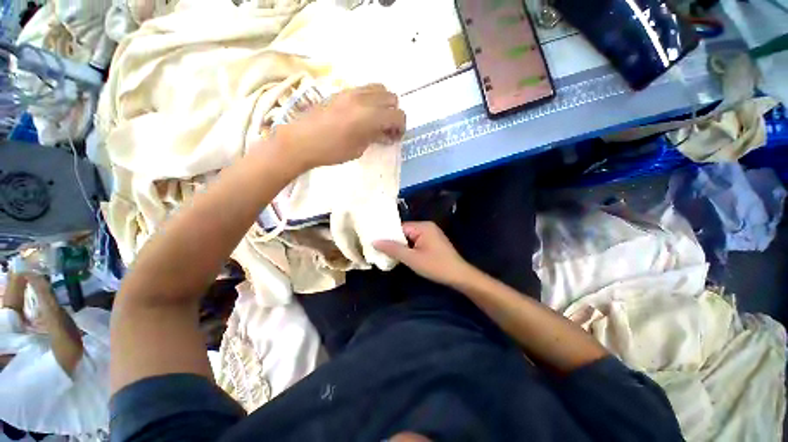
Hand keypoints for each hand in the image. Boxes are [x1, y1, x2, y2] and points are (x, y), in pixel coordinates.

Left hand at [274, 84, 405, 171]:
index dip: (401, 127)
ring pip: (379, 88)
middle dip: (394, 113)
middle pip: (391, 97)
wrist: (300, 140)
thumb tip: (385, 134)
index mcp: (369, 116)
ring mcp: (351, 92)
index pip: (397, 115)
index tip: (396, 137)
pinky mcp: (341, 91)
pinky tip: (363, 114)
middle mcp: (363, 98)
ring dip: (383, 103)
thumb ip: (374, 137)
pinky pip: (364, 89)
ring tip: (376, 119)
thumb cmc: (331, 150)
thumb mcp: (358, 149)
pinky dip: (371, 99)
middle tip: (387, 129)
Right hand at [373, 221, 471, 286]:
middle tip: (381, 251)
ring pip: (410, 238)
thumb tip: (374, 241)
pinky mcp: (433, 242)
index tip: (376, 244)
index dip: (388, 236)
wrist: (459, 276)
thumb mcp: (412, 258)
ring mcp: (431, 234)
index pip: (399, 227)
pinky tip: (404, 257)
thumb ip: (393, 249)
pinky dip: (410, 249)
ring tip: (389, 255)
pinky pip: (417, 242)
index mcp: (423, 226)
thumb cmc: (436, 266)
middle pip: (404, 232)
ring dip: (402, 247)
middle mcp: (427, 226)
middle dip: (395, 242)